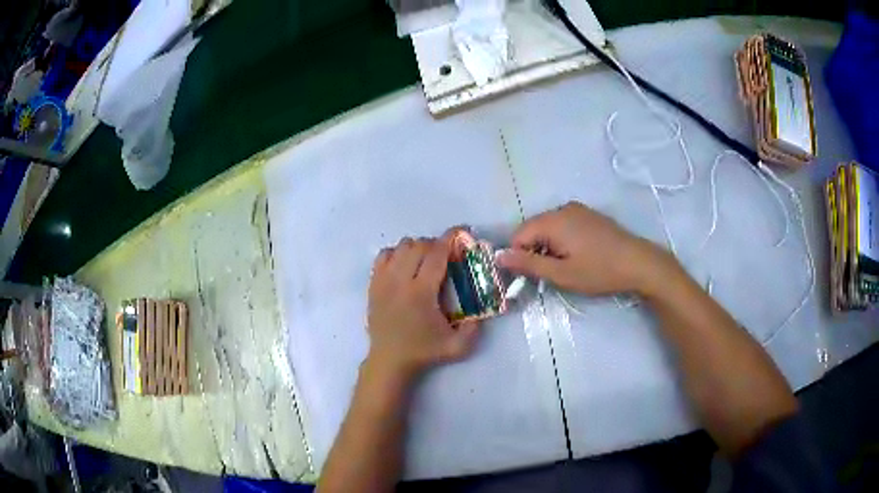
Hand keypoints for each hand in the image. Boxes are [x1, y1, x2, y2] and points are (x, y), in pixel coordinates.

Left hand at [366, 234, 479, 382]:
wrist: (389, 360)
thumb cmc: (423, 352)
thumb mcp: (457, 346)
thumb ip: (475, 328)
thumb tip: (484, 308)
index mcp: (421, 293)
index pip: (436, 254)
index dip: (450, 238)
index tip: (461, 231)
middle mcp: (400, 281)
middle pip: (417, 246)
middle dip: (435, 244)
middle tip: (445, 255)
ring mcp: (383, 281)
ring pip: (399, 247)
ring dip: (415, 248)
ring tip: (424, 260)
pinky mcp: (373, 285)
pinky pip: (382, 256)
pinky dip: (395, 254)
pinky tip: (403, 265)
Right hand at [496, 201, 672, 295]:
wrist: (639, 263)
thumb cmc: (599, 271)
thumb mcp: (561, 274)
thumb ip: (528, 264)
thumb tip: (499, 257)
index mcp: (553, 220)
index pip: (519, 235)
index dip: (518, 257)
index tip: (528, 278)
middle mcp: (563, 209)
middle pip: (533, 229)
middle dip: (534, 252)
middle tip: (549, 275)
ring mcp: (578, 210)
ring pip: (548, 228)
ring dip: (548, 248)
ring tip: (565, 268)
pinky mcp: (589, 216)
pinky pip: (563, 226)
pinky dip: (561, 241)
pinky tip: (576, 257)